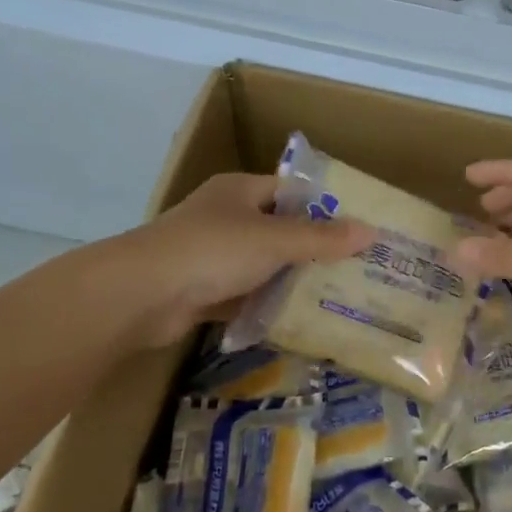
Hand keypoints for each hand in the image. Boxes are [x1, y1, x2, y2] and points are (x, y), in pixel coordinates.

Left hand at [81, 173, 373, 350]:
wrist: (140, 295)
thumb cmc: (212, 250)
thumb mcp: (275, 240)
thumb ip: (322, 238)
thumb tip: (371, 232)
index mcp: (240, 191)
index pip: (292, 191)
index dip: (325, 207)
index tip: (359, 227)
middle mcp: (226, 218)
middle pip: (280, 230)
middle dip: (314, 249)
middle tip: (356, 267)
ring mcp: (212, 256)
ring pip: (263, 266)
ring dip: (291, 280)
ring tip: (337, 296)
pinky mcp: (203, 290)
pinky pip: (245, 295)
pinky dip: (266, 306)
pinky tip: (299, 320)